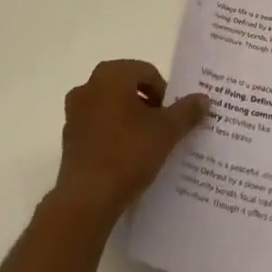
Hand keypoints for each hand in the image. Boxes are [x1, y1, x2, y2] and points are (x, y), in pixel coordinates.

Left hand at [52, 60, 207, 223]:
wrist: (87, 200)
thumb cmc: (128, 153)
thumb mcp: (167, 131)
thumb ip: (186, 111)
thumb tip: (204, 99)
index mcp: (111, 75)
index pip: (146, 72)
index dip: (164, 92)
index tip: (172, 116)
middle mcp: (88, 86)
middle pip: (127, 86)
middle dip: (147, 104)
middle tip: (163, 127)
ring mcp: (74, 113)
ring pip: (111, 106)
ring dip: (129, 119)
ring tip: (146, 144)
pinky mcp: (68, 139)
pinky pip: (97, 127)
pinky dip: (113, 134)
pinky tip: (126, 157)